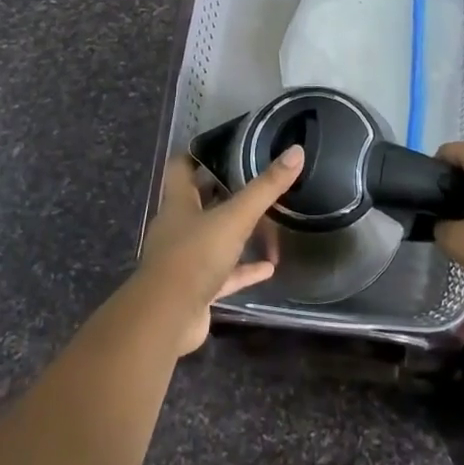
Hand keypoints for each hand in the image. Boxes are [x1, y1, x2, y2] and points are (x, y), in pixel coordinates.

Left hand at [138, 146, 299, 353]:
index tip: (224, 146)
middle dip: (223, 192)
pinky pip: (224, 274)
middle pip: (199, 202)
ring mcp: (184, 260)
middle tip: (253, 180)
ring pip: (213, 239)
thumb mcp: (235, 218)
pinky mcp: (195, 289)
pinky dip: (244, 270)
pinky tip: (269, 269)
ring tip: (267, 224)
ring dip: (236, 234)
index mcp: (178, 203)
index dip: (199, 155)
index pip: (182, 168)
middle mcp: (177, 228)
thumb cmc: (194, 256)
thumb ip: (265, 188)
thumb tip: (296, 152)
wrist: (167, 318)